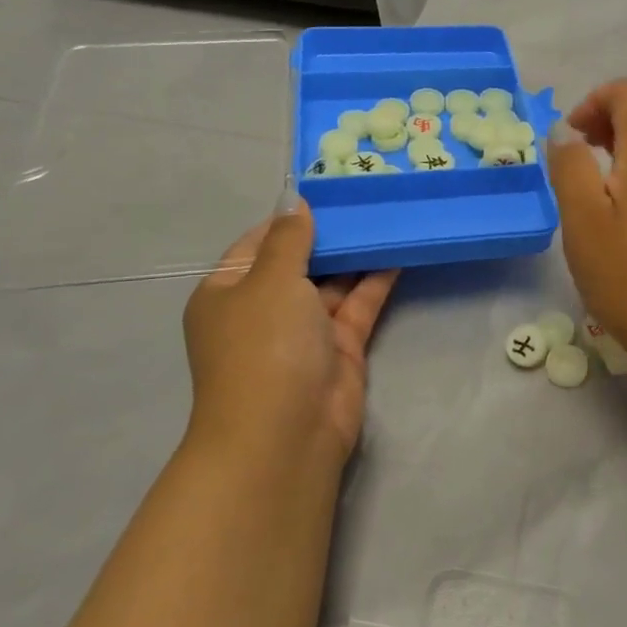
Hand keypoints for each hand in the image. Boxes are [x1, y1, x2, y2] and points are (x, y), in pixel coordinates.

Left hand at [181, 194, 398, 469]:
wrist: (284, 434)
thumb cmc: (264, 346)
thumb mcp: (270, 280)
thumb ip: (289, 239)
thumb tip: (294, 202)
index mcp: (228, 291)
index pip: (258, 243)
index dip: (291, 218)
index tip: (327, 191)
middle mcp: (263, 309)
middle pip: (298, 262)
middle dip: (329, 234)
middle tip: (365, 198)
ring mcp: (302, 331)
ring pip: (332, 283)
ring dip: (356, 254)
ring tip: (387, 216)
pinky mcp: (338, 348)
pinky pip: (357, 305)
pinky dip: (375, 281)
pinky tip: (398, 252)